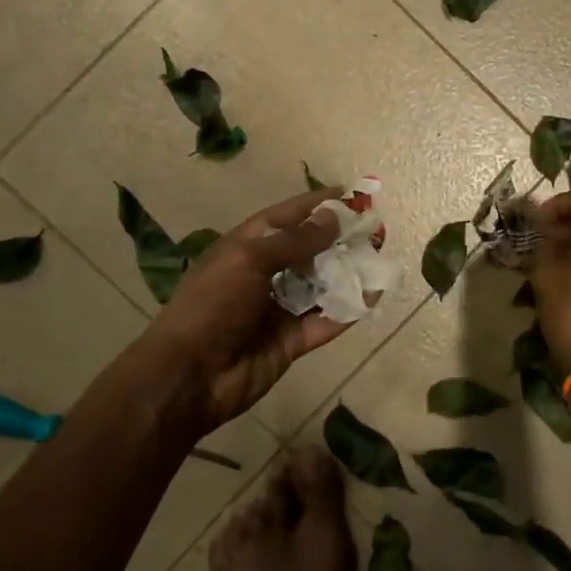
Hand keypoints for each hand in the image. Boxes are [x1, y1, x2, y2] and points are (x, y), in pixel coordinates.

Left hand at [138, 188, 351, 431]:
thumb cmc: (212, 305)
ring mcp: (278, 309)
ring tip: (381, 258)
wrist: (189, 375)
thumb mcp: (249, 260)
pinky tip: (373, 295)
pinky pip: (325, 321)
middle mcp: (264, 274)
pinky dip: (348, 310)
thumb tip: (333, 218)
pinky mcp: (291, 341)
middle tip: (375, 229)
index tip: (351, 194)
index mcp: (246, 247)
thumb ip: (295, 241)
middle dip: (340, 239)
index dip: (316, 204)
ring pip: (321, 286)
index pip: (286, 217)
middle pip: (308, 251)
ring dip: (348, 273)